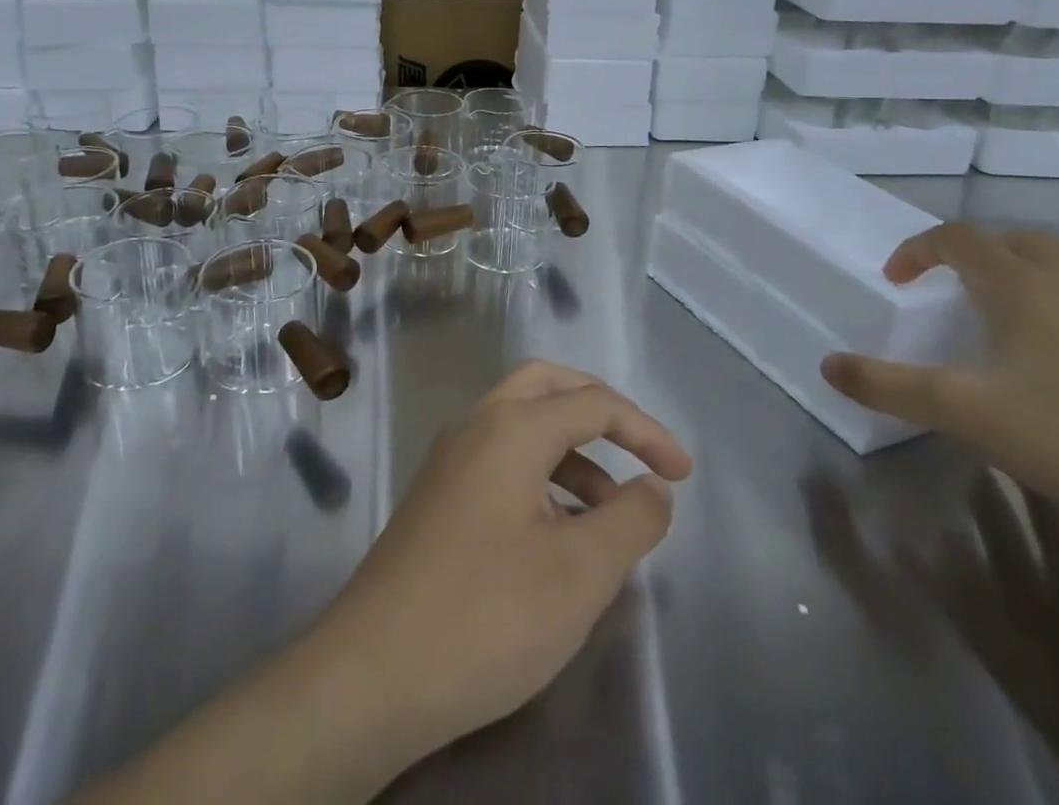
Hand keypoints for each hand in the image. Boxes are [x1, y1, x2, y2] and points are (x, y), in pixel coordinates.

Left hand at [308, 361, 692, 766]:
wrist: (374, 671)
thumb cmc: (488, 614)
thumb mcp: (580, 573)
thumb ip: (630, 519)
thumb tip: (653, 485)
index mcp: (510, 427)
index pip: (592, 402)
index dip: (645, 431)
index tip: (684, 474)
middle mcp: (475, 426)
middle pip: (546, 386)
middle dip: (598, 410)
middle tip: (639, 450)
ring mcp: (449, 459)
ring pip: (519, 425)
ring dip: (569, 451)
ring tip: (608, 513)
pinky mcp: (437, 496)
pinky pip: (499, 460)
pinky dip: (539, 475)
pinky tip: (557, 533)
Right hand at [820, 223, 1058, 542]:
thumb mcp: (962, 412)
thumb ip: (888, 386)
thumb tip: (828, 365)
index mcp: (1020, 287)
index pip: (959, 237)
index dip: (918, 249)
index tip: (895, 281)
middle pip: (1018, 242)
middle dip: (975, 253)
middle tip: (950, 288)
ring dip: (1019, 284)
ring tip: (995, 332)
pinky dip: (1057, 319)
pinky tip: (1053, 376)